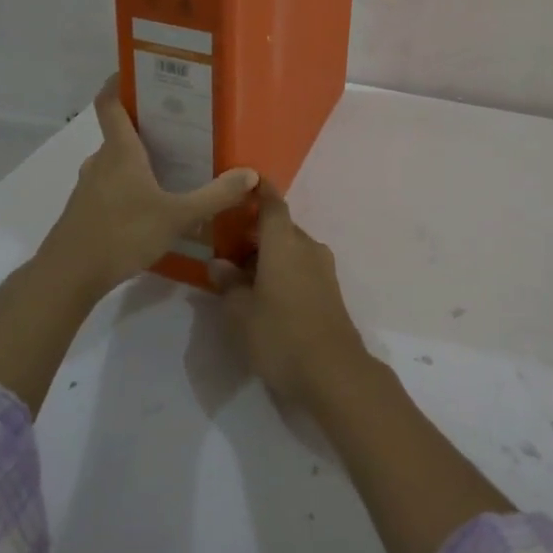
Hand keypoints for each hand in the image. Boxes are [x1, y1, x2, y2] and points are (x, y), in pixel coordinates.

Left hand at [38, 75, 258, 299]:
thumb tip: (251, 174)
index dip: (119, 82)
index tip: (139, 71)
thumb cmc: (122, 234)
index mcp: (120, 151)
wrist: (67, 277)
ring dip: (140, 159)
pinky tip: (153, 204)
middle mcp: (101, 161)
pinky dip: (130, 185)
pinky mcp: (85, 211)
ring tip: (173, 164)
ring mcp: (89, 187)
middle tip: (182, 125)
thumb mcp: (177, 216)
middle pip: (120, 132)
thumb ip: (215, 196)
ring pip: (116, 161)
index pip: (110, 102)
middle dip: (147, 125)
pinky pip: (111, 185)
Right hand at [211, 182, 367, 409]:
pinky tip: (265, 295)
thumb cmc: (280, 335)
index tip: (246, 180)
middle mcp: (307, 247)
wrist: (334, 372)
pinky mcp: (330, 290)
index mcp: (284, 242)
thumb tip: (219, 263)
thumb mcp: (241, 313)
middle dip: (255, 234)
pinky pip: (301, 267)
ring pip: (291, 249)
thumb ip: (228, 284)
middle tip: (226, 250)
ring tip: (242, 280)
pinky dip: (283, 271)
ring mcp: (323, 269)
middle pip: (280, 228)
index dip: (259, 190)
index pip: (272, 204)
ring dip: (268, 256)